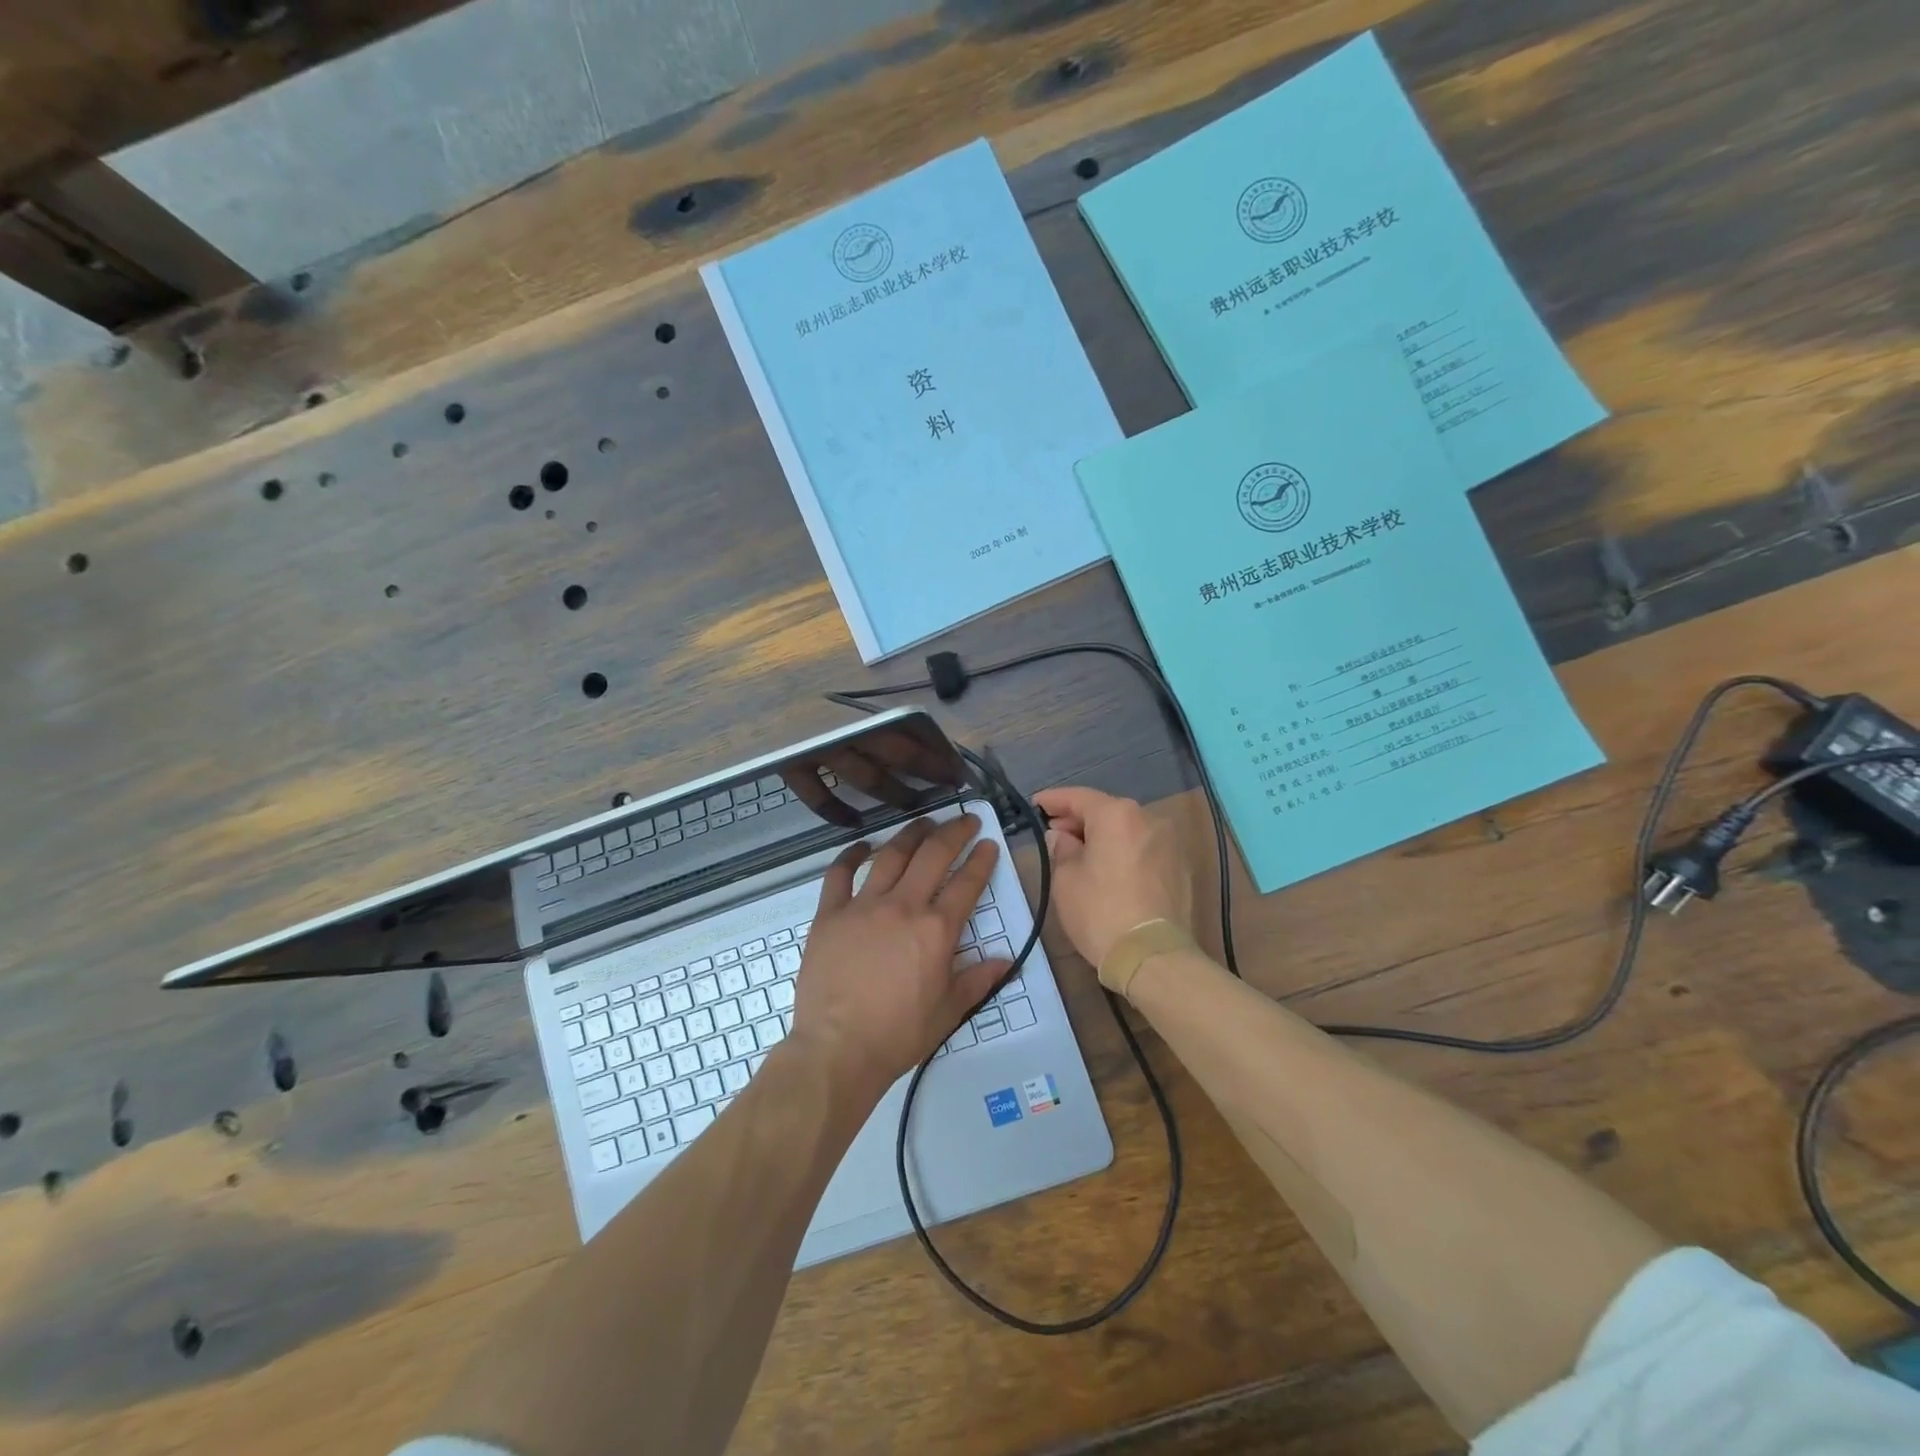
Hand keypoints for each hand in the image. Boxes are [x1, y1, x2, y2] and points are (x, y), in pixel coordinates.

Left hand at [789, 814, 1008, 1098]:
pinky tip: (863, 846)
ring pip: (891, 855)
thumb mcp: (948, 1012)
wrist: (838, 1049)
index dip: (981, 860)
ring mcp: (863, 906)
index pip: (967, 883)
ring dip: (910, 834)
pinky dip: (851, 855)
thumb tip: (1006, 960)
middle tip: (965, 819)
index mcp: (936, 930)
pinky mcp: (830, 914)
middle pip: (933, 856)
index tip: (988, 843)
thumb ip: (977, 979)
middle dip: (953, 832)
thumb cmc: (898, 1035)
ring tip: (923, 822)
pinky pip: (839, 874)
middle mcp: (903, 907)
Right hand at [1032, 787, 1192, 968]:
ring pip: (1127, 830)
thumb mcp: (1066, 880)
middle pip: (1106, 811)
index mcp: (1116, 815)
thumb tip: (1062, 837)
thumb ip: (1061, 849)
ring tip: (1081, 854)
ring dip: (1104, 837)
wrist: (1153, 957)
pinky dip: (1124, 852)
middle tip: (1055, 833)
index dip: (1053, 800)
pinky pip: (1144, 849)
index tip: (1035, 805)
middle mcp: (1147, 819)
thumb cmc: (1100, 912)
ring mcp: (1170, 843)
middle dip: (1079, 820)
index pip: (1079, 797)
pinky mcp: (1181, 868)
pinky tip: (1109, 870)